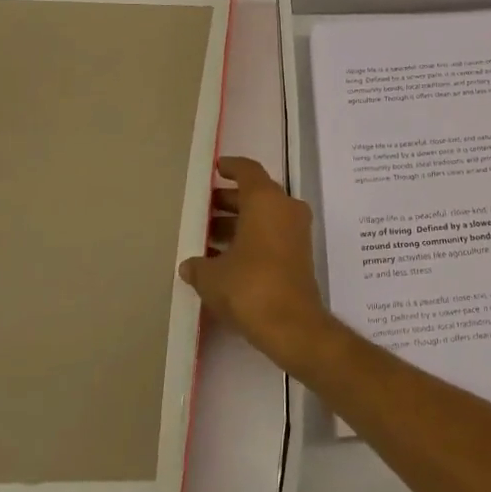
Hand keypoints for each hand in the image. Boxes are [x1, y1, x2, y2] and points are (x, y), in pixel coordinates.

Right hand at [181, 157, 335, 370]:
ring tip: (207, 236)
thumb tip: (190, 266)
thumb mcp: (212, 277)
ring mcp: (296, 231)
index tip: (216, 168)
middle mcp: (285, 208)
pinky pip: (272, 234)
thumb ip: (198, 266)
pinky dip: (251, 238)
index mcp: (266, 200)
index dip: (231, 167)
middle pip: (256, 194)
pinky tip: (225, 257)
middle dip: (228, 200)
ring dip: (238, 222)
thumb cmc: (249, 287)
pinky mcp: (299, 254)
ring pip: (264, 216)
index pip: (248, 171)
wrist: (291, 324)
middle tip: (203, 209)